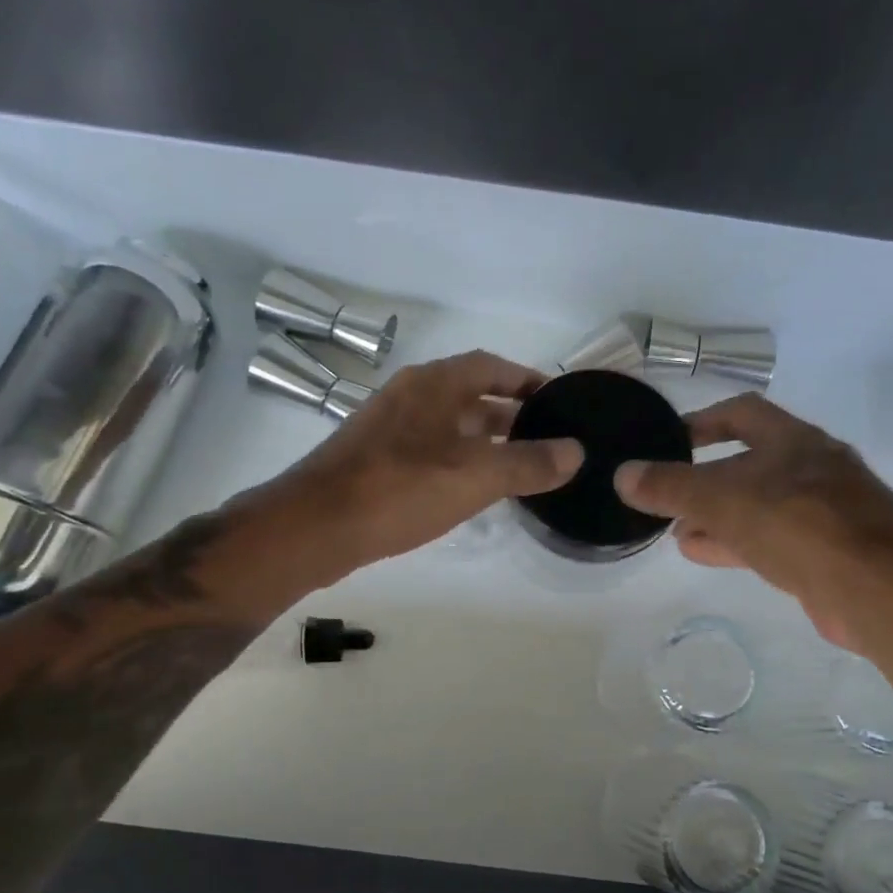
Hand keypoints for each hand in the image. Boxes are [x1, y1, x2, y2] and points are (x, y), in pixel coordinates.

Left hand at [272, 350, 581, 571]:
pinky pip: (428, 450)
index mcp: (435, 384)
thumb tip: (576, 452)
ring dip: (483, 440)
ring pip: (448, 425)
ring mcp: (387, 428)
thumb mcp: (476, 476)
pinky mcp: (373, 461)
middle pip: (470, 395)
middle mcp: (410, 396)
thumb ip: (529, 463)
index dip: (526, 380)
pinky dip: (457, 461)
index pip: (491, 366)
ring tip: (518, 467)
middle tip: (546, 440)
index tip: (557, 400)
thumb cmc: (400, 489)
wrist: (316, 526)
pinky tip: (469, 490)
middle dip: (509, 414)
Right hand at [612, 393, 892, 645]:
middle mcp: (815, 468)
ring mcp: (827, 512)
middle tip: (667, 496)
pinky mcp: (830, 552)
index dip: (701, 422)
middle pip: (749, 464)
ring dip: (718, 515)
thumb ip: (670, 486)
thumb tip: (623, 475)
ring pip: (760, 505)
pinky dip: (736, 542)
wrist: (875, 589)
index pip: (741, 414)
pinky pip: (774, 538)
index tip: (668, 441)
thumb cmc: (797, 525)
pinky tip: (705, 553)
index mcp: (794, 441)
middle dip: (705, 480)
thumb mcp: (722, 499)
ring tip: (678, 531)